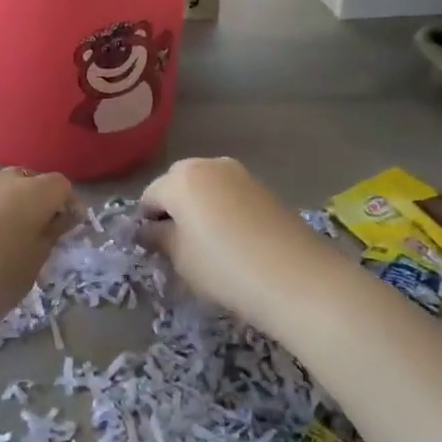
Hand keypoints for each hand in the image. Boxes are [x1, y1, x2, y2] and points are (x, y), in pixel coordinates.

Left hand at [0, 168, 74, 347]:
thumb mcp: (29, 270)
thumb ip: (48, 238)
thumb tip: (58, 219)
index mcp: (30, 194)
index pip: (61, 186)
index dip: (70, 205)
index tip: (71, 229)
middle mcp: (0, 181)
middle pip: (28, 181)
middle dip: (38, 202)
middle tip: (38, 234)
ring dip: (7, 207)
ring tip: (3, 241)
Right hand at [139, 158, 333, 330]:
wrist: (296, 276)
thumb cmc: (224, 267)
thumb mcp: (181, 258)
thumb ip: (159, 239)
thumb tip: (149, 230)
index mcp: (181, 178)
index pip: (150, 195)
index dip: (145, 221)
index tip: (151, 248)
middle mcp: (208, 164)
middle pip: (178, 183)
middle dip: (173, 208)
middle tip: (177, 244)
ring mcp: (240, 173)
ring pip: (206, 186)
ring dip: (199, 207)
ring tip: (207, 243)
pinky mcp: (264, 187)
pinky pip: (230, 194)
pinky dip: (223, 210)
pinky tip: (233, 239)